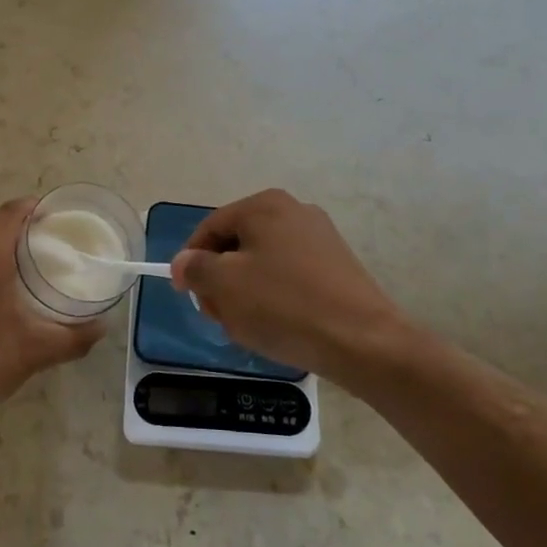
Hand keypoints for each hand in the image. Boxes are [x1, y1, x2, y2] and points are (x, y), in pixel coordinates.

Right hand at [170, 189, 415, 381]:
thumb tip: (183, 262)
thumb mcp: (225, 285)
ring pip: (263, 263)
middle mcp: (293, 210)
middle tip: (218, 316)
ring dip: (245, 292)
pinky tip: (277, 327)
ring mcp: (320, 237)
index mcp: (264, 205)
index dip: (191, 260)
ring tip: (247, 327)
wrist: (363, 341)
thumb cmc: (284, 305)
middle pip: (237, 244)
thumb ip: (195, 268)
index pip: (211, 227)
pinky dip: (275, 297)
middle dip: (220, 280)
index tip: (187, 294)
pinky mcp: (337, 266)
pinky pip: (290, 276)